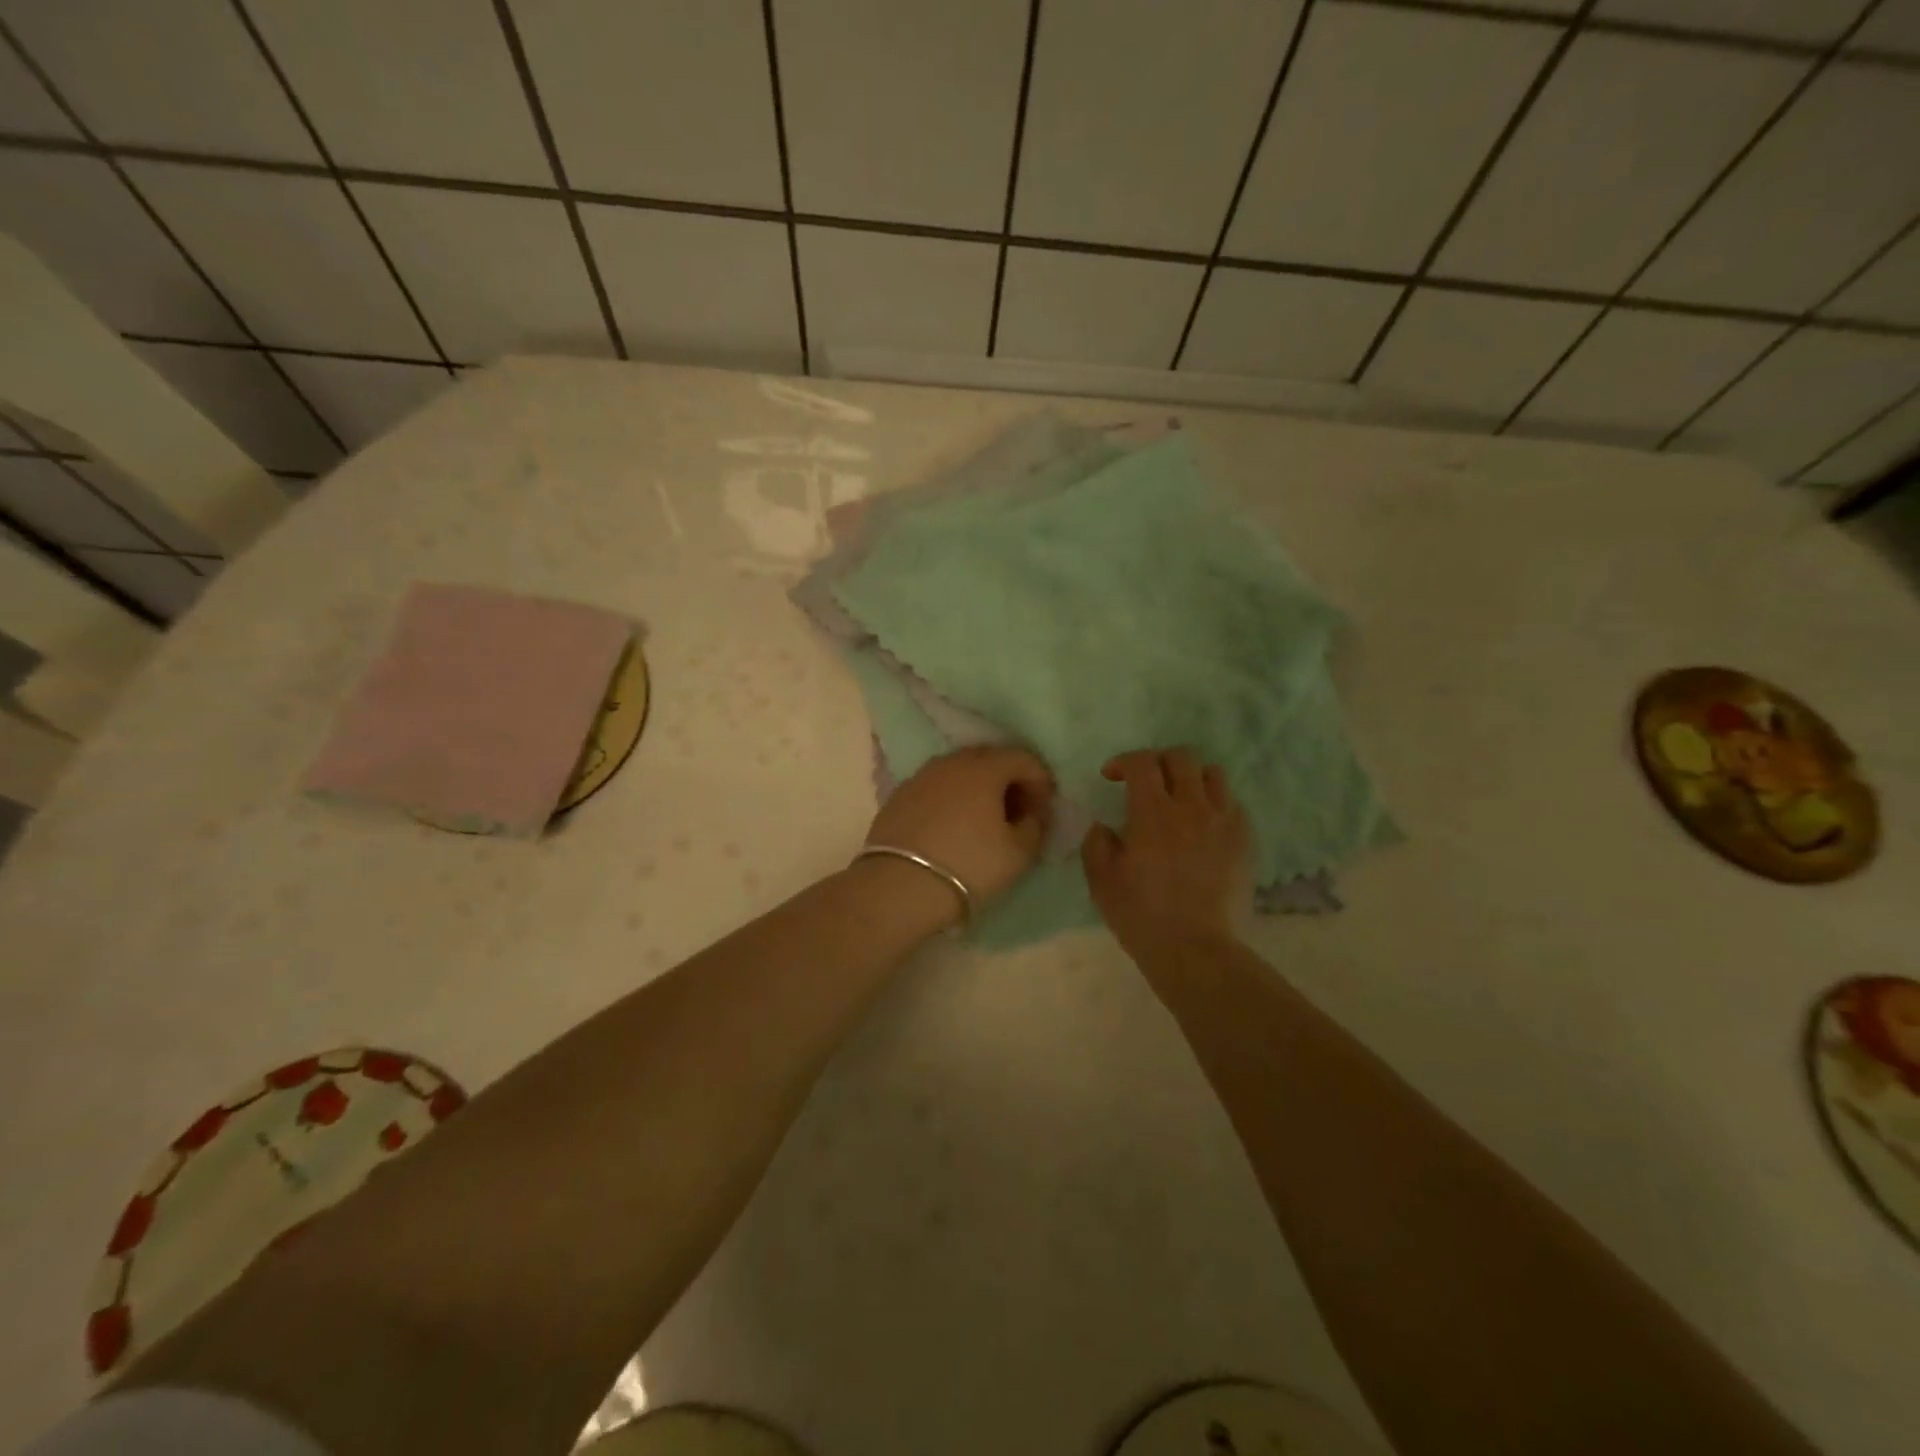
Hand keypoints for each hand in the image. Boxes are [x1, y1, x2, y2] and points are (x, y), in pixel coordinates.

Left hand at [866, 746, 1055, 910]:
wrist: (899, 886)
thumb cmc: (969, 866)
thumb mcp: (1018, 853)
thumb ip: (1035, 825)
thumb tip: (1033, 812)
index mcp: (984, 768)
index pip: (1023, 758)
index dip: (1040, 780)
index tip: (1044, 809)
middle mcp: (951, 762)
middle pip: (989, 758)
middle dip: (1009, 779)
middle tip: (1017, 811)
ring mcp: (921, 776)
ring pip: (959, 771)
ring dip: (978, 788)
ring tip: (984, 819)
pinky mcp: (899, 796)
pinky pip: (936, 787)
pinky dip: (951, 798)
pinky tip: (952, 826)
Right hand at [1083, 748, 1252, 965]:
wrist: (1196, 950)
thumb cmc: (1142, 915)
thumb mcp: (1101, 881)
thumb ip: (1097, 844)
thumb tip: (1105, 827)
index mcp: (1152, 812)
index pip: (1142, 762)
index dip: (1124, 761)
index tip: (1112, 776)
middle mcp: (1192, 806)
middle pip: (1182, 757)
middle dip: (1159, 761)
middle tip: (1146, 782)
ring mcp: (1224, 822)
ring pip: (1214, 775)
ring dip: (1192, 778)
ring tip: (1180, 799)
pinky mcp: (1245, 842)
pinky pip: (1233, 805)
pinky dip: (1216, 805)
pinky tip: (1204, 827)